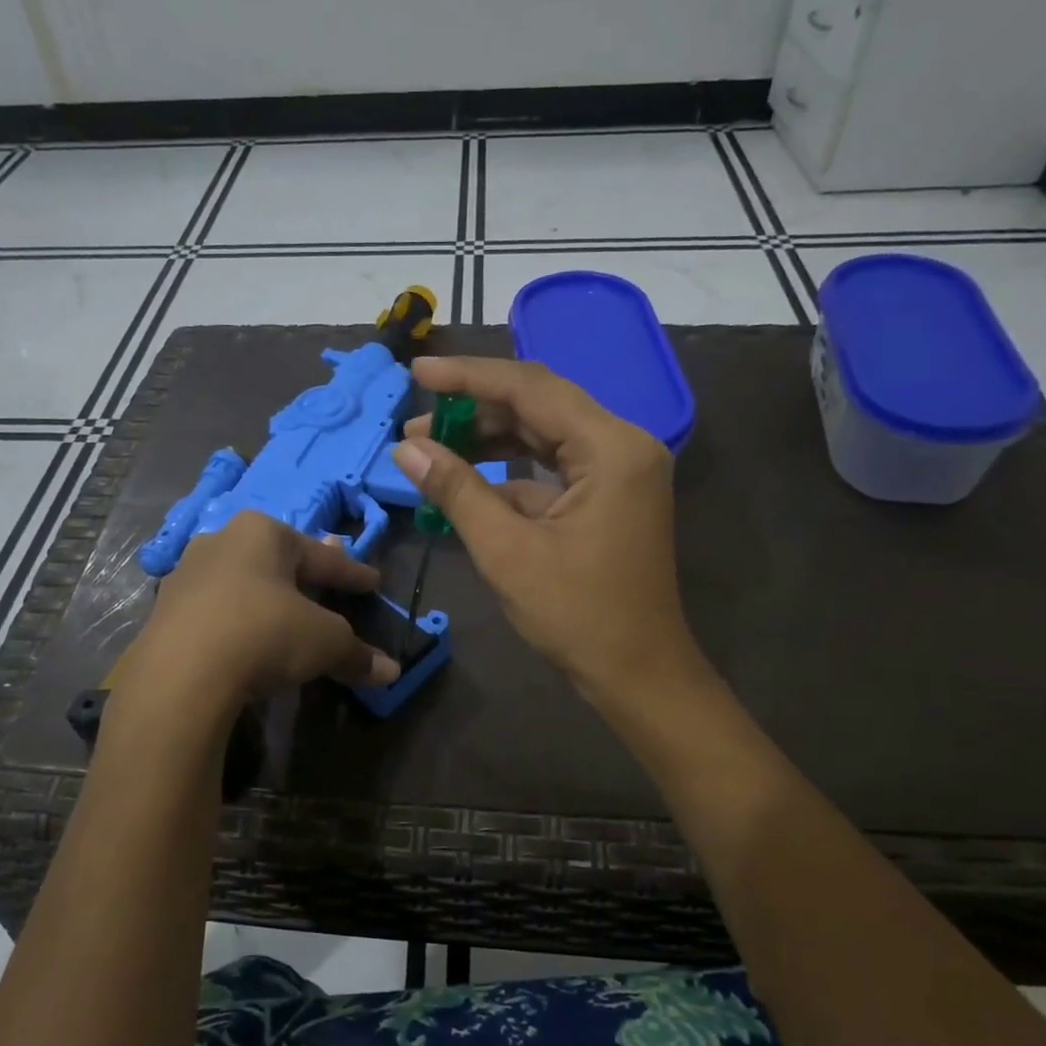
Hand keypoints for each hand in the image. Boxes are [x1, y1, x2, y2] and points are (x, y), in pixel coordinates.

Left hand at [120, 513, 400, 713]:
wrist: (180, 675)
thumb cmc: (264, 634)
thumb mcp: (324, 643)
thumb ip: (357, 654)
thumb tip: (392, 672)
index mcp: (263, 533)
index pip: (322, 557)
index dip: (352, 573)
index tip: (373, 582)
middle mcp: (222, 542)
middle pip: (278, 561)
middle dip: (305, 574)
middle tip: (328, 583)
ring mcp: (187, 575)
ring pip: (242, 582)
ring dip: (267, 596)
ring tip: (284, 610)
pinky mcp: (164, 611)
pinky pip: (216, 610)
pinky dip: (238, 620)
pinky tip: (246, 636)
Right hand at [394, 357, 698, 703]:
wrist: (638, 674)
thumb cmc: (577, 615)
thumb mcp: (507, 551)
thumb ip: (457, 490)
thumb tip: (406, 449)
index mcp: (611, 448)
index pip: (531, 389)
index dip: (469, 376)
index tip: (418, 371)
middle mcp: (622, 445)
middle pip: (539, 405)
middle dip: (475, 410)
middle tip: (416, 423)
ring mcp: (619, 471)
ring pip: (544, 434)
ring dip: (489, 439)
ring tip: (431, 448)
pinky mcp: (609, 496)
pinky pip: (553, 466)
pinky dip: (510, 471)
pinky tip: (467, 481)